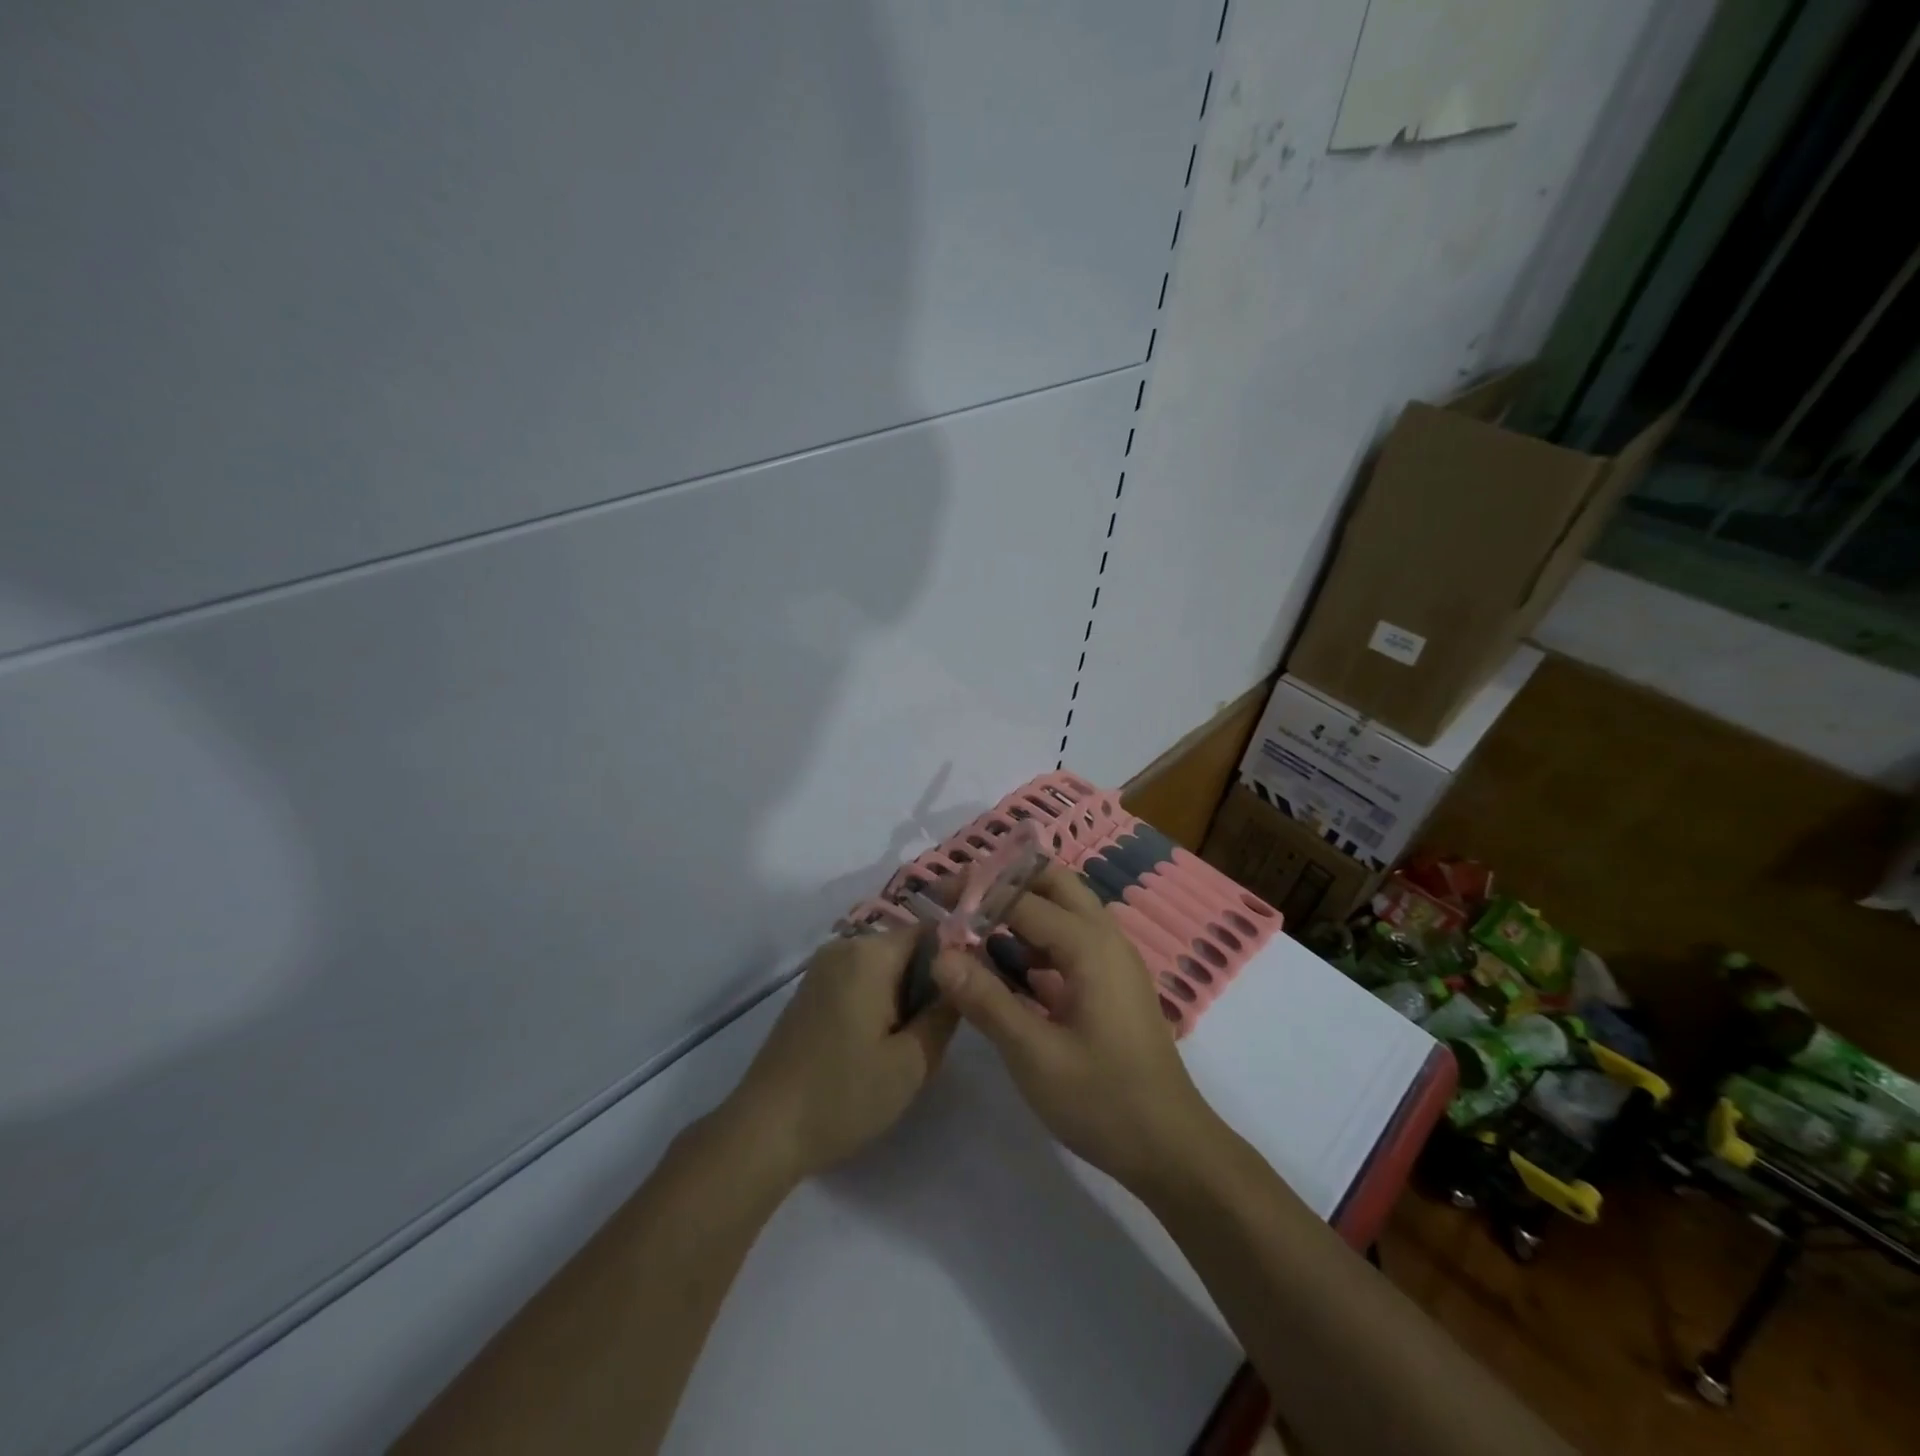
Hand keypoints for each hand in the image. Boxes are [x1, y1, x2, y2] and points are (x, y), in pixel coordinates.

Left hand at [719, 931, 956, 1185]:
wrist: (764, 1131)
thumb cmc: (844, 1095)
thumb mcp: (911, 1063)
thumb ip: (945, 1013)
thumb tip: (962, 977)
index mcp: (870, 954)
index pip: (930, 932)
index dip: (954, 960)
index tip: (967, 998)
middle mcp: (844, 948)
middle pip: (905, 949)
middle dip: (926, 984)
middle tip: (934, 1034)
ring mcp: (821, 969)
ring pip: (883, 968)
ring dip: (902, 997)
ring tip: (905, 1046)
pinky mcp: (809, 992)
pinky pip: (858, 981)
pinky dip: (876, 1003)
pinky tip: (874, 1047)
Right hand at [929, 863, 1217, 1189]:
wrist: (1172, 1148)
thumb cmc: (1103, 1101)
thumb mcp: (1034, 1056)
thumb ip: (986, 1000)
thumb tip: (939, 954)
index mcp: (1088, 945)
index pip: (1021, 898)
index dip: (975, 894)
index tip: (933, 901)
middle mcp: (1106, 937)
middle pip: (1053, 883)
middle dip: (1004, 883)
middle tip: (959, 902)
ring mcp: (1114, 959)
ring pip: (1064, 909)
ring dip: (1021, 908)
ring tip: (974, 927)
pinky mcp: (1113, 982)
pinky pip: (1071, 939)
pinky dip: (1037, 938)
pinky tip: (1009, 966)